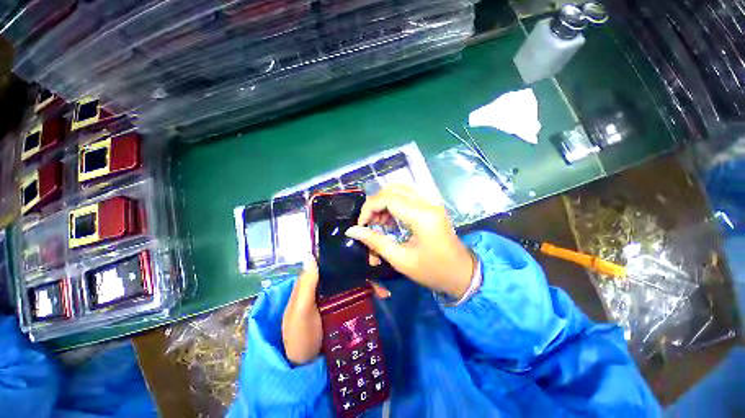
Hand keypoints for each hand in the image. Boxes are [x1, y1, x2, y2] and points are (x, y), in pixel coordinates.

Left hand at [281, 258, 391, 365]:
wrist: (305, 368)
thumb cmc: (300, 337)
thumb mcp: (300, 311)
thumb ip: (306, 284)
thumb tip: (310, 253)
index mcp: (313, 281)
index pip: (330, 260)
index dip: (344, 253)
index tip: (363, 251)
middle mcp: (325, 284)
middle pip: (345, 269)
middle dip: (363, 267)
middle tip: (378, 268)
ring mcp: (336, 295)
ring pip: (354, 281)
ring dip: (370, 281)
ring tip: (383, 290)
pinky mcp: (345, 306)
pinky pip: (359, 294)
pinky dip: (370, 293)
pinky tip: (381, 296)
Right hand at [346, 184, 474, 298]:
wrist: (462, 274)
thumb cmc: (433, 271)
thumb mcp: (401, 259)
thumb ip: (375, 241)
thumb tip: (352, 230)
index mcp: (422, 216)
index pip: (387, 198)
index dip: (369, 208)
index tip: (361, 225)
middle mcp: (427, 203)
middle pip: (393, 189)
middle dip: (376, 205)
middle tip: (370, 224)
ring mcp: (431, 203)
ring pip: (400, 190)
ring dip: (384, 204)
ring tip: (380, 225)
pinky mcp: (431, 207)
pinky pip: (407, 197)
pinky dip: (394, 205)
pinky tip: (391, 222)